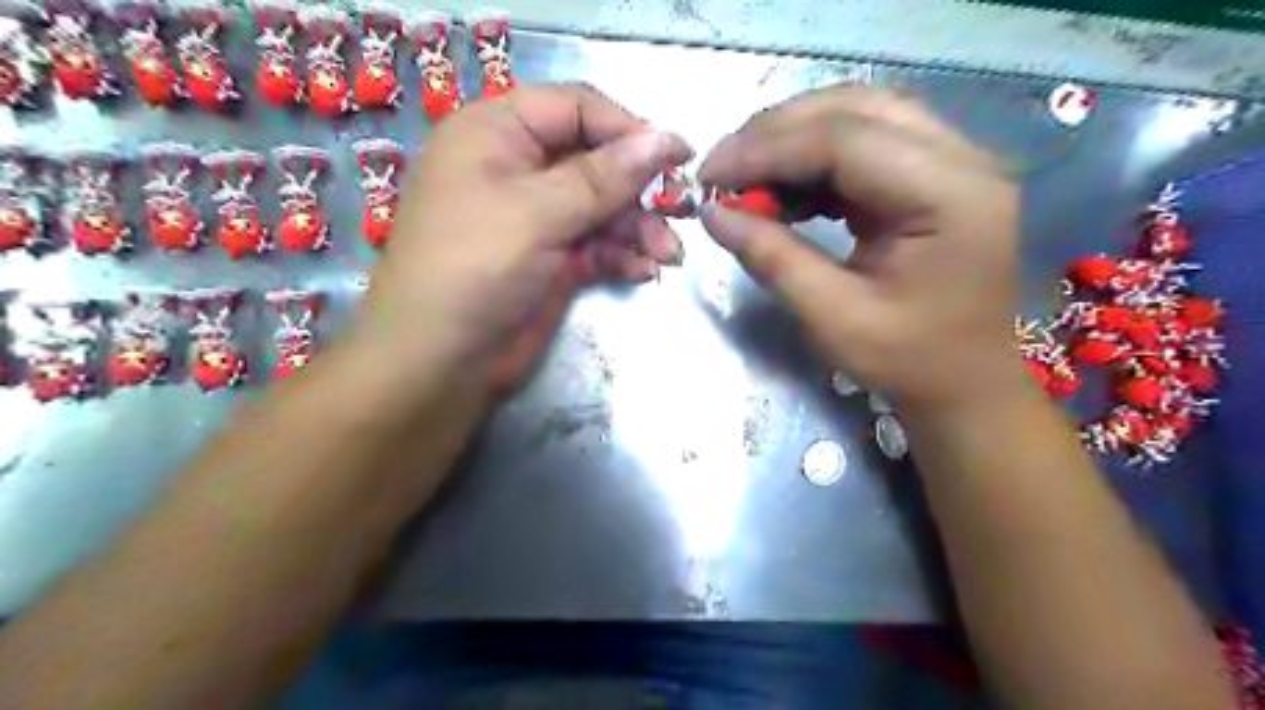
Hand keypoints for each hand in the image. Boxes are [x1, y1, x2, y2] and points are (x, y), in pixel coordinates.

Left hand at [350, 82, 691, 397]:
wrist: (440, 362)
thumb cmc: (474, 269)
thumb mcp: (537, 213)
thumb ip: (605, 176)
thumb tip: (667, 137)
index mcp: (496, 133)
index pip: (576, 109)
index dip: (628, 129)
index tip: (678, 156)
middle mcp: (518, 169)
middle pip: (596, 161)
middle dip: (639, 189)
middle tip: (681, 212)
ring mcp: (537, 219)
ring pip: (603, 208)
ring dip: (639, 229)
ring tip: (669, 255)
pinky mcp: (553, 260)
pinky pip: (598, 246)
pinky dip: (622, 256)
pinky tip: (644, 272)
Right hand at [697, 86, 1031, 407]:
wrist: (970, 382)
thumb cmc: (912, 361)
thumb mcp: (835, 319)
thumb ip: (773, 259)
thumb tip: (713, 214)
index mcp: (949, 194)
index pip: (845, 139)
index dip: (766, 150)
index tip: (709, 178)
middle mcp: (961, 158)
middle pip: (854, 109)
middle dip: (776, 134)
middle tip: (722, 171)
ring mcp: (951, 161)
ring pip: (858, 117)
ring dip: (792, 141)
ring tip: (745, 181)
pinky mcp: (932, 176)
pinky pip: (864, 146)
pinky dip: (813, 162)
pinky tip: (782, 193)